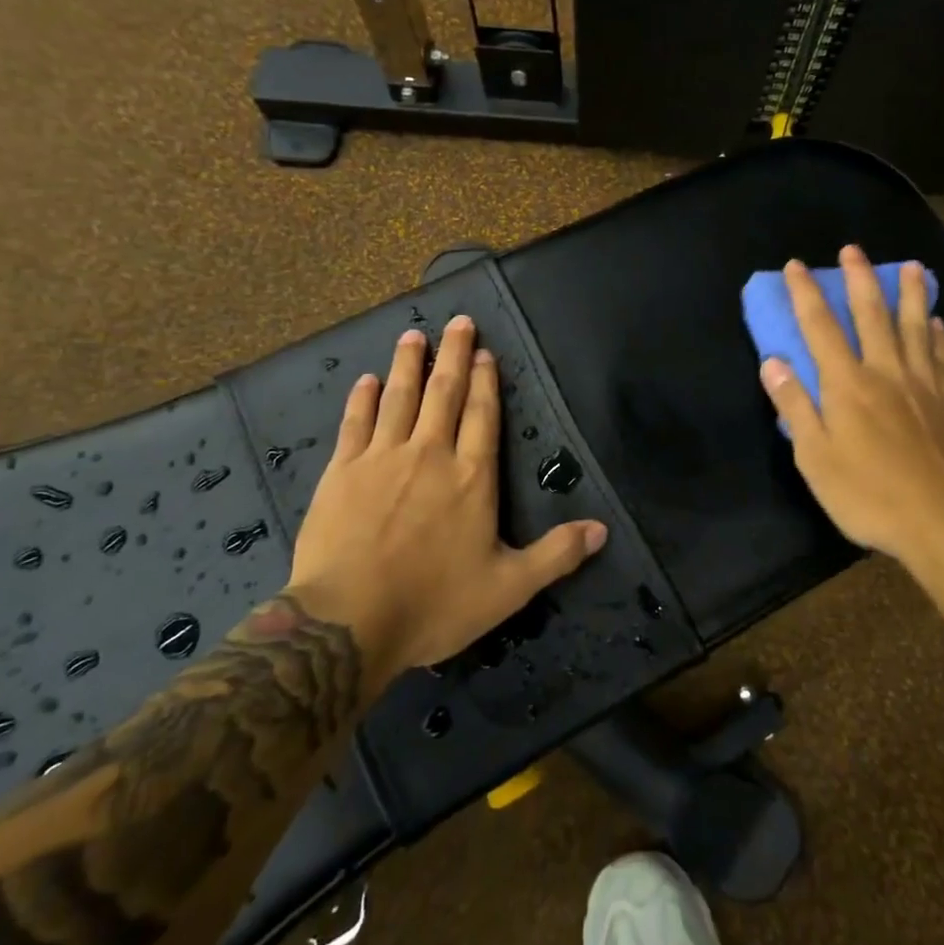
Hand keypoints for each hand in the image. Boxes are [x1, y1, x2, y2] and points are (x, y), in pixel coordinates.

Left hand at [285, 316, 608, 674]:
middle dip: (454, 355)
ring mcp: (382, 459)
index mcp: (472, 477)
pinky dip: (363, 399)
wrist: (348, 623)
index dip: (487, 382)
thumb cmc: (433, 604)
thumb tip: (602, 530)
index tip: (486, 352)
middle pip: (444, 393)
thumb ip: (556, 555)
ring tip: (414, 335)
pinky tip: (367, 380)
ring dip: (409, 364)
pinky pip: (356, 423)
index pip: (483, 416)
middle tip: (458, 322)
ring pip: (399, 398)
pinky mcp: (342, 472)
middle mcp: (430, 455)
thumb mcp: (508, 588)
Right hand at [759, 247, 943, 574]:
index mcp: (847, 385)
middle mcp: (885, 372)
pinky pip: (943, 357)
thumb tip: (772, 361)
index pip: (820, 327)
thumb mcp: (815, 457)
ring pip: (915, 327)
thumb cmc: (866, 494)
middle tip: (853, 249)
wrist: (940, 522)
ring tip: (911, 266)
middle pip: (871, 315)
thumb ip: (794, 406)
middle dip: (859, 279)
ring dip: (910, 294)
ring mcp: (923, 385)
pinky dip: (939, 334)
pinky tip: (938, 321)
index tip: (797, 266)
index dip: (806, 294)